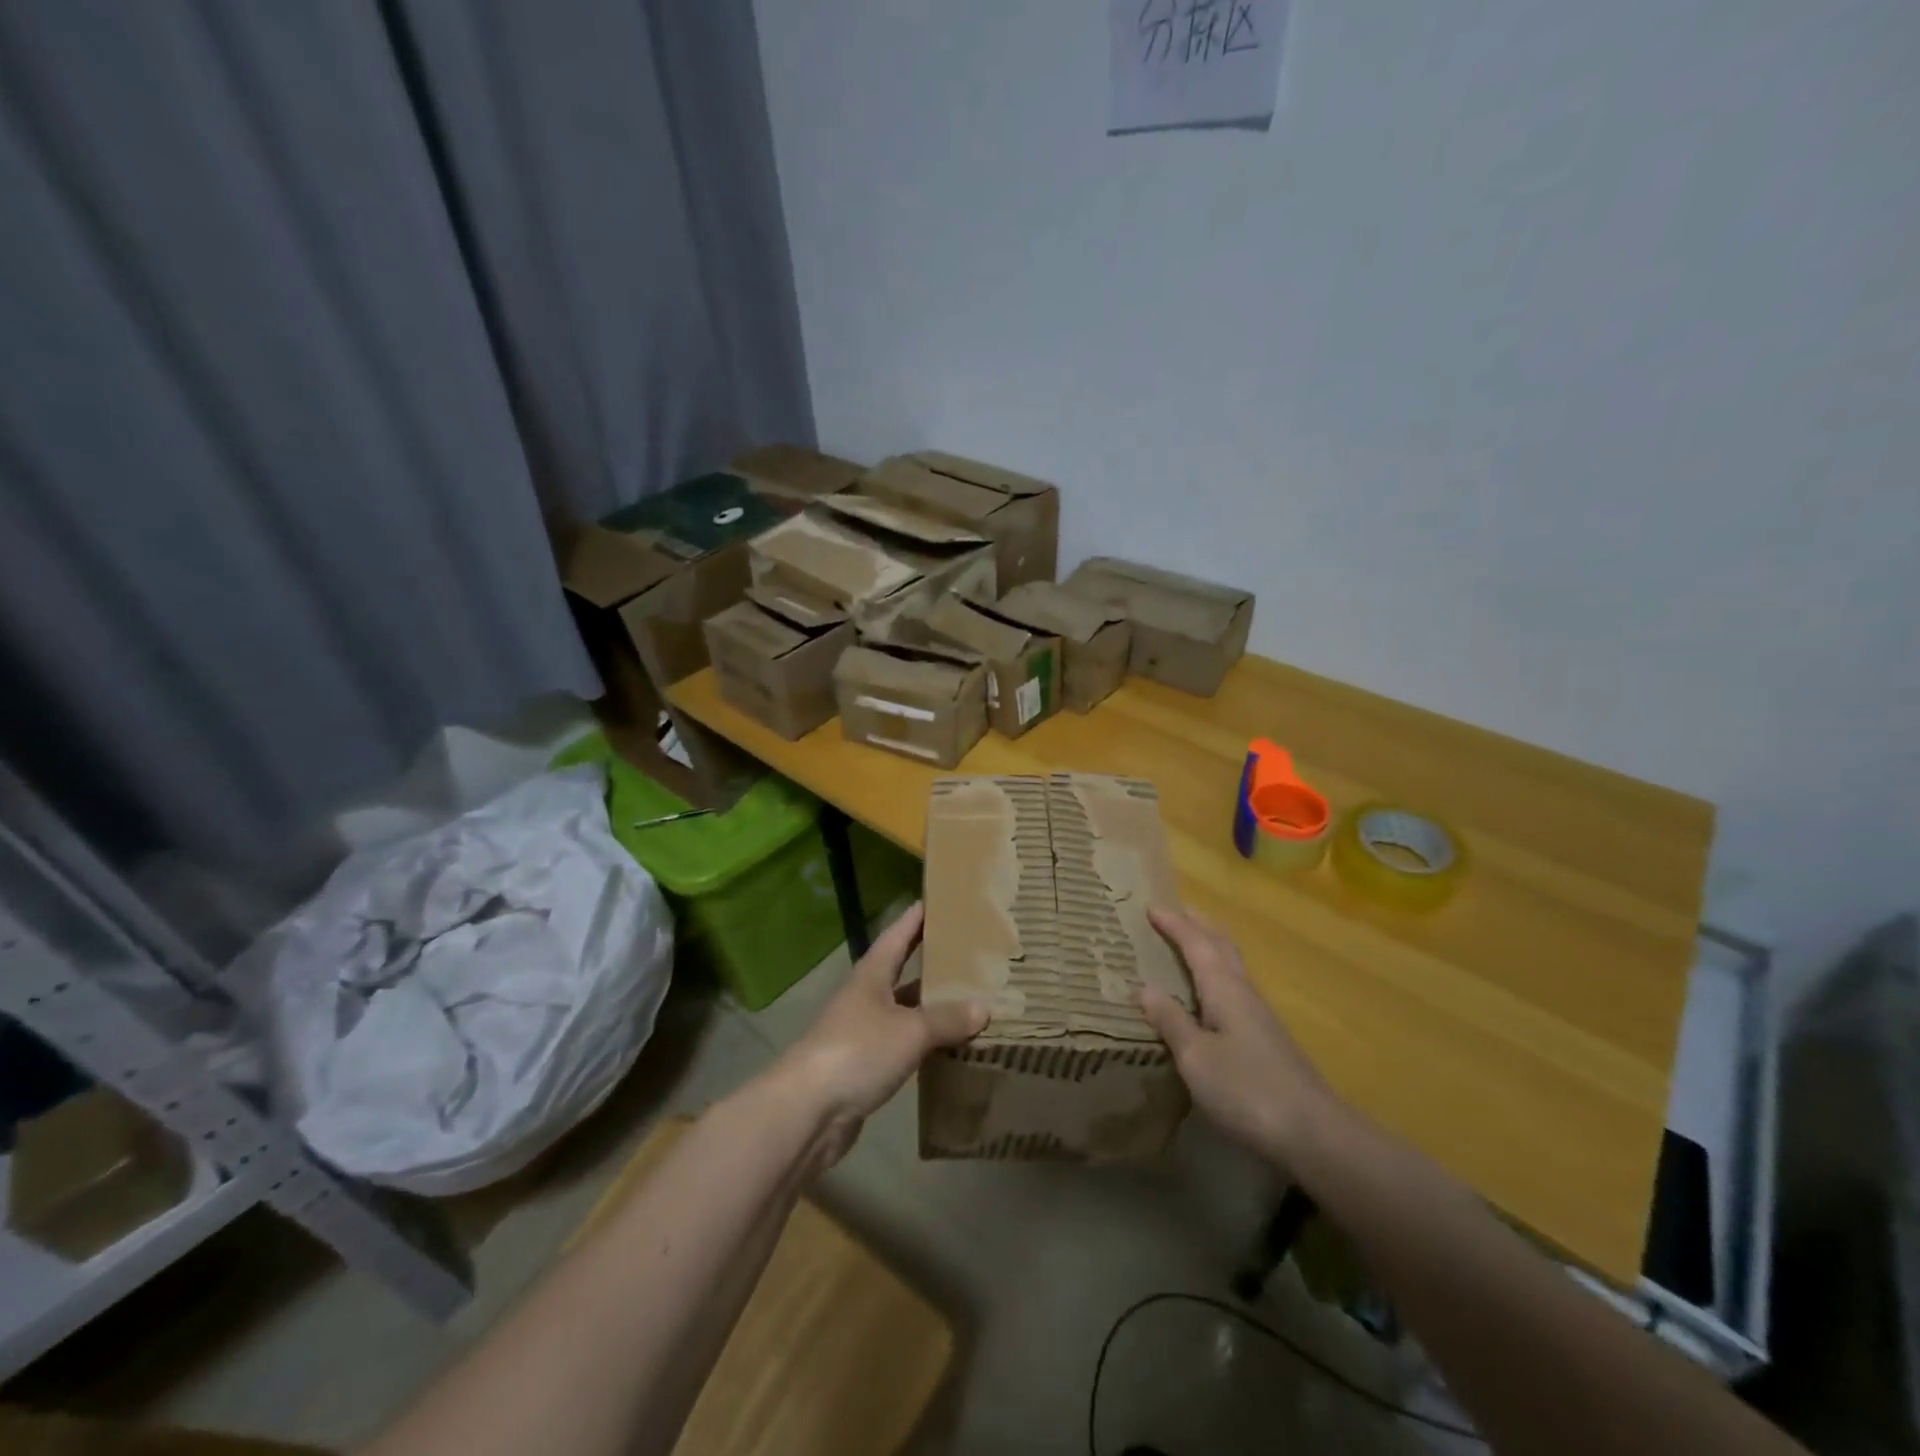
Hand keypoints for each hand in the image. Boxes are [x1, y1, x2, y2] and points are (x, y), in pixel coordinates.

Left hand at [771, 903, 987, 1166]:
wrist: (807, 1111)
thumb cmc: (857, 1051)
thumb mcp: (909, 1030)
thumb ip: (947, 1019)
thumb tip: (984, 1008)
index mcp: (873, 974)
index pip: (899, 934)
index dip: (919, 916)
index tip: (944, 899)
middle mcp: (867, 996)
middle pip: (904, 971)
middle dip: (935, 962)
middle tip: (974, 953)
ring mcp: (864, 1032)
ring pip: (907, 1011)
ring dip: (935, 1007)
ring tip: (974, 1000)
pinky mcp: (866, 1066)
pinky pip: (904, 1045)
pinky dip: (927, 1044)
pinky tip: (953, 1048)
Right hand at [1139, 905, 1334, 1164]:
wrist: (1313, 1133)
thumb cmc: (1246, 1089)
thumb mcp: (1196, 1056)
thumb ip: (1171, 1020)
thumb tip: (1144, 987)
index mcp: (1224, 989)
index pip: (1196, 944)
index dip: (1174, 924)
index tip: (1150, 906)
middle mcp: (1243, 993)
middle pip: (1221, 946)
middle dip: (1197, 925)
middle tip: (1174, 912)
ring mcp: (1259, 1017)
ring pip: (1231, 966)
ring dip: (1209, 947)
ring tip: (1188, 944)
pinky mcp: (1266, 1039)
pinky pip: (1234, 989)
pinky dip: (1216, 976)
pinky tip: (1208, 995)